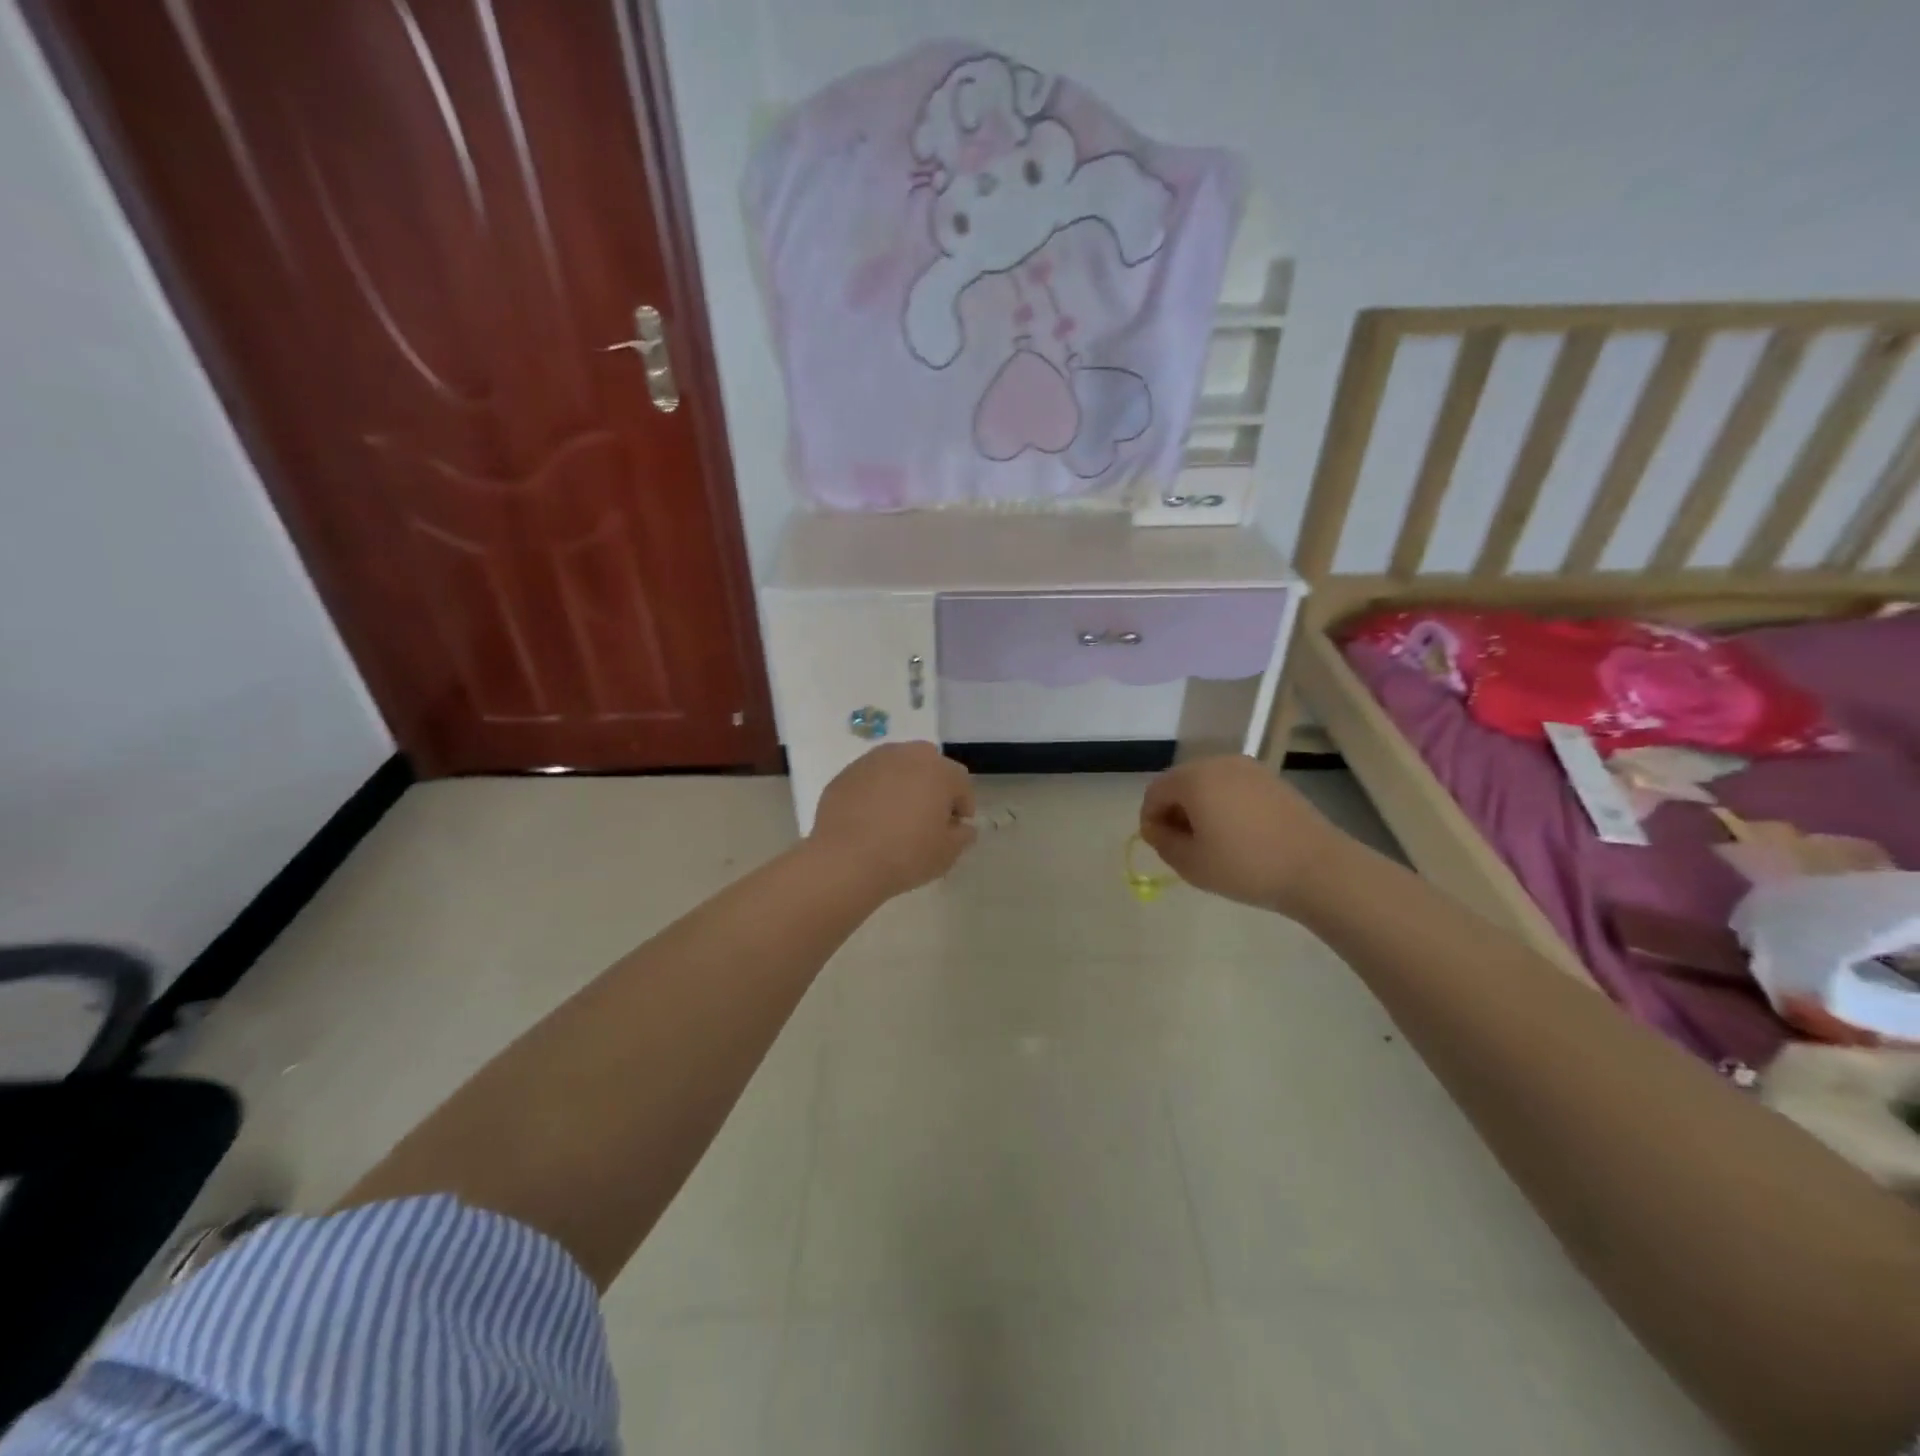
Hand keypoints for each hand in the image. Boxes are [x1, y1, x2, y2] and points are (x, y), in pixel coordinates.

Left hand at [809, 742, 976, 896]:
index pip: (961, 782)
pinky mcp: (845, 774)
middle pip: (928, 764)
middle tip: (927, 816)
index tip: (956, 828)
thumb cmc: (906, 855)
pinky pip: (870, 779)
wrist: (845, 860)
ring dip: (902, 784)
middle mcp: (906, 755)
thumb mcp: (947, 853)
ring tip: (896, 816)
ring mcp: (872, 761)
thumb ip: (962, 835)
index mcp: (938, 770)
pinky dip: (875, 792)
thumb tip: (961, 826)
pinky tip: (870, 819)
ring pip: (897, 767)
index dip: (962, 805)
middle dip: (933, 786)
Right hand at [1139, 755, 1346, 914]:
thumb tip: (1156, 828)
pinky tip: (1240, 835)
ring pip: (1209, 784)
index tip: (1162, 847)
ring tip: (1214, 842)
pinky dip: (1227, 805)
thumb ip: (1162, 842)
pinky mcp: (1272, 779)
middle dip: (1175, 811)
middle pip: (1181, 783)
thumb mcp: (1191, 864)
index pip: (1155, 792)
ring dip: (1201, 808)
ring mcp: (1249, 768)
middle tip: (1185, 846)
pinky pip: (1234, 787)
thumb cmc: (1246, 866)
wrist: (1317, 868)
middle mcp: (1219, 763)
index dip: (1150, 820)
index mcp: (1194, 779)